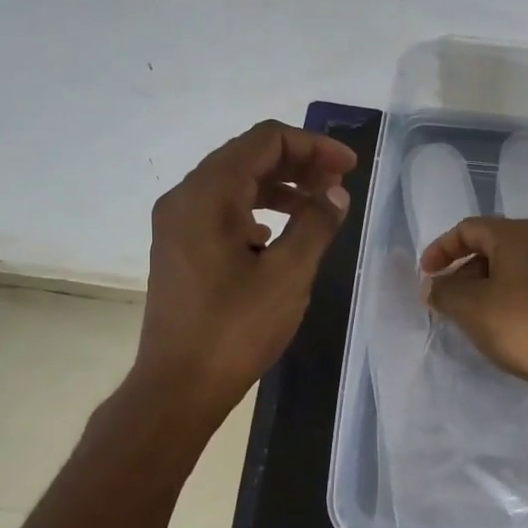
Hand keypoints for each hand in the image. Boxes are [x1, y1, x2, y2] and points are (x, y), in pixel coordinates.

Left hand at [137, 120, 355, 415]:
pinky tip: (279, 236)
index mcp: (208, 194)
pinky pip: (222, 211)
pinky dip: (257, 210)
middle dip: (298, 163)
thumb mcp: (288, 275)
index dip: (313, 146)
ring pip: (234, 184)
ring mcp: (177, 224)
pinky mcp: (179, 249)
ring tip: (318, 206)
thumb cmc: (235, 329)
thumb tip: (335, 193)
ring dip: (279, 187)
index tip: (349, 168)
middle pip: (247, 156)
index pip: (265, 140)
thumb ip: (316, 224)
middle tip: (338, 184)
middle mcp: (185, 197)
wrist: (178, 386)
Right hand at [420, 216, 527, 423]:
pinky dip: (505, 296)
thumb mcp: (468, 306)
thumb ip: (442, 290)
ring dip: (483, 284)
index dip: (441, 248)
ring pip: (510, 266)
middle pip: (491, 244)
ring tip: (466, 313)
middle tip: (444, 295)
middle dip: (462, 268)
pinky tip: (497, 323)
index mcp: (518, 235)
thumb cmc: (519, 326)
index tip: (425, 275)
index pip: (469, 228)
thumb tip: (433, 286)